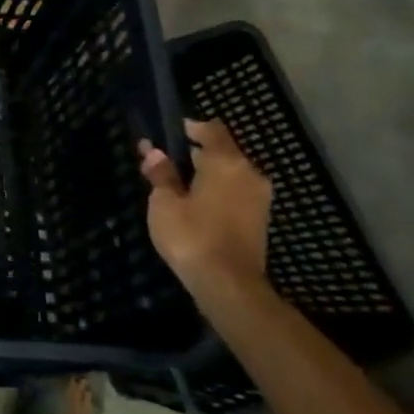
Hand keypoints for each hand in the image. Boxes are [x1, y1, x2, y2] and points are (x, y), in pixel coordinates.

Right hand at [139, 119, 272, 298]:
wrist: (229, 286)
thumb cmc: (192, 236)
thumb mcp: (164, 202)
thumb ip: (161, 174)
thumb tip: (154, 152)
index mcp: (226, 162)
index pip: (212, 129)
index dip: (190, 127)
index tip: (169, 134)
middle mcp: (249, 173)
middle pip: (223, 151)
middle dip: (196, 153)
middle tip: (166, 162)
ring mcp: (259, 198)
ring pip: (230, 173)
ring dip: (207, 174)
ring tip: (178, 185)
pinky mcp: (260, 219)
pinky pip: (236, 192)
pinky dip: (218, 192)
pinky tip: (196, 205)